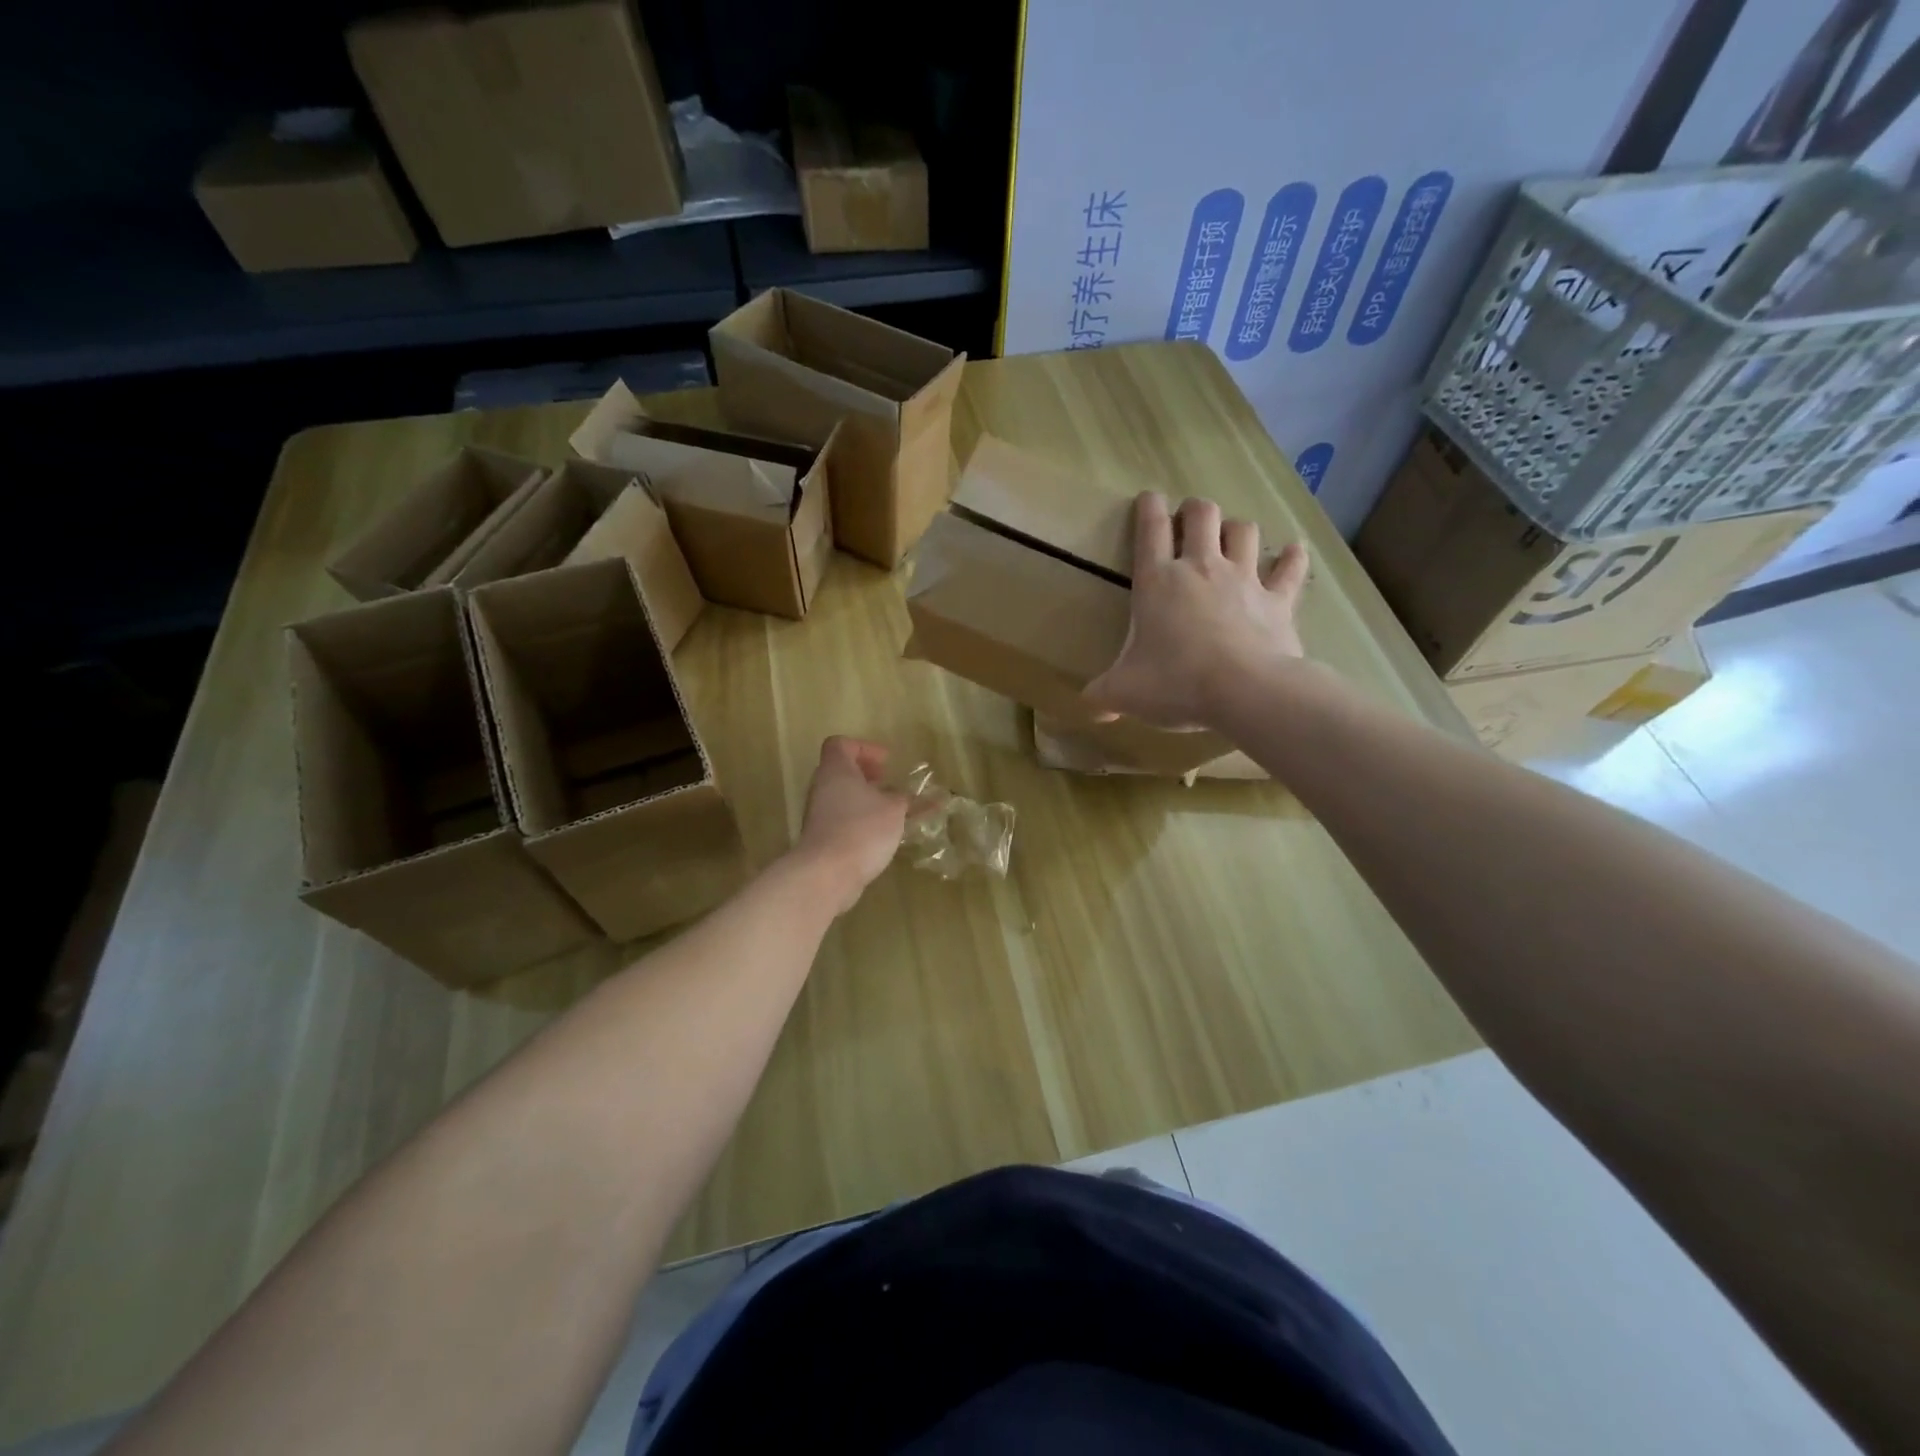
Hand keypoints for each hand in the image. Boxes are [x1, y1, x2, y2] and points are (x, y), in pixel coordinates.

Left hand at [792, 737, 909, 914]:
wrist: (827, 873)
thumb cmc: (862, 829)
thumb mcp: (894, 810)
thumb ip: (904, 799)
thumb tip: (908, 797)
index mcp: (836, 770)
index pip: (840, 744)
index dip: (864, 748)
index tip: (886, 762)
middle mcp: (822, 787)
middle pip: (841, 770)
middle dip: (866, 775)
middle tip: (887, 783)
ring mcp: (818, 814)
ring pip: (842, 797)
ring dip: (865, 799)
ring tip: (890, 810)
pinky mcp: (821, 837)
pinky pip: (842, 819)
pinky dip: (860, 820)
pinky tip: (881, 834)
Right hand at [1084, 494, 1310, 730]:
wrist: (1244, 692)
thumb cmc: (1175, 683)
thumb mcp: (1125, 693)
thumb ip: (1102, 696)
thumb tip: (1088, 707)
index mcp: (1158, 581)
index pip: (1150, 529)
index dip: (1148, 507)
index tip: (1148, 498)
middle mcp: (1201, 568)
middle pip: (1202, 514)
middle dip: (1195, 510)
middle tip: (1190, 520)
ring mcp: (1244, 580)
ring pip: (1244, 531)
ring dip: (1235, 528)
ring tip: (1231, 537)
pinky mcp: (1278, 601)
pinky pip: (1289, 569)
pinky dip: (1292, 558)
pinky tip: (1294, 551)